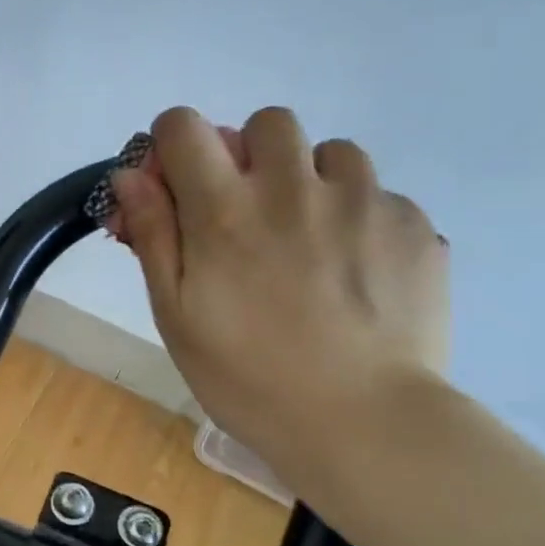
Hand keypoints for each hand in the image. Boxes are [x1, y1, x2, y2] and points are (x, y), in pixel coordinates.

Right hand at [107, 106, 448, 481]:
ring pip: (331, 152)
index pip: (184, 126)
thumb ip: (153, 235)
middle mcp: (293, 186)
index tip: (179, 188)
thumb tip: (132, 176)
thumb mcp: (176, 315)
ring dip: (310, 182)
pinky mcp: (413, 224)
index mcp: (225, 209)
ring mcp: (363, 200)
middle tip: (251, 216)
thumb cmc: (247, 377)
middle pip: (266, 123)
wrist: (363, 422)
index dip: (173, 147)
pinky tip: (357, 274)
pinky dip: (359, 219)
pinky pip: (379, 195)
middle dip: (249, 157)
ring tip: (311, 242)